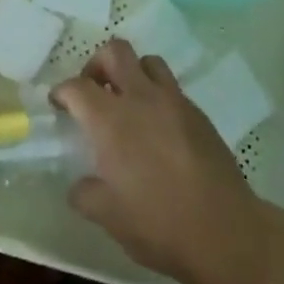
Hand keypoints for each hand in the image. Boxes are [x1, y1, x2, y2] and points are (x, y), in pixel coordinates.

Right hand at [53, 40, 283, 283]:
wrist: (224, 231)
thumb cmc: (158, 224)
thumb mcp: (108, 217)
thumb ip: (86, 194)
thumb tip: (79, 185)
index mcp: (111, 120)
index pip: (77, 86)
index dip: (62, 91)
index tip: (59, 104)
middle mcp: (141, 98)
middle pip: (115, 51)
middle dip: (98, 64)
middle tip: (94, 90)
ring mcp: (174, 101)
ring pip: (148, 61)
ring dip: (132, 73)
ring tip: (128, 102)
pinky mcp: (198, 113)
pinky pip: (172, 88)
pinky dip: (157, 95)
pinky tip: (158, 127)